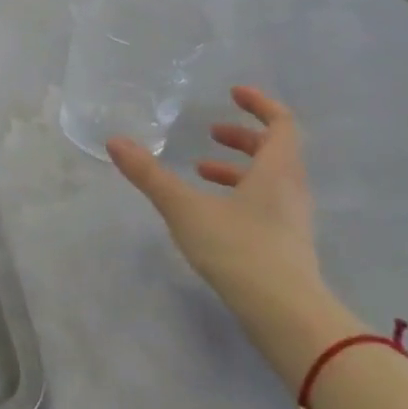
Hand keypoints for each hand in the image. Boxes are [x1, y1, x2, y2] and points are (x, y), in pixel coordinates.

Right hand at [108, 87, 342, 378]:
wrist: (286, 315)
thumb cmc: (239, 249)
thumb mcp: (184, 208)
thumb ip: (149, 175)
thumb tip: (115, 141)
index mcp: (276, 172)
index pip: (282, 125)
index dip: (260, 104)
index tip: (233, 93)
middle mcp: (291, 191)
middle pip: (276, 152)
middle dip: (243, 137)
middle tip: (210, 132)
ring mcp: (292, 220)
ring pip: (270, 180)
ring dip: (237, 168)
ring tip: (200, 170)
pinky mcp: (286, 245)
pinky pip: (266, 203)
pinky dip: (240, 194)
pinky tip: (210, 210)